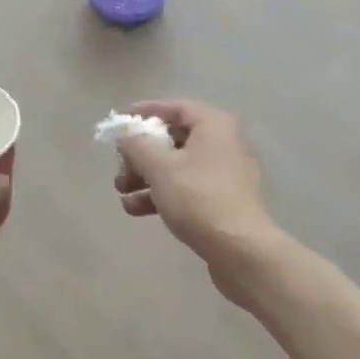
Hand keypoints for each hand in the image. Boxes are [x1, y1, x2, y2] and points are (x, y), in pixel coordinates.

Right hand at [113, 100, 275, 299]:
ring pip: (175, 165)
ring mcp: (222, 174)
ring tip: (121, 192)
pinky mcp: (220, 201)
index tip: (119, 122)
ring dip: (145, 176)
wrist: (240, 251)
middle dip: (140, 153)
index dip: (144, 111)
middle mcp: (222, 144)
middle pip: (172, 138)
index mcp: (213, 125)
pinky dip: (161, 193)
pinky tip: (136, 209)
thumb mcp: (159, 167)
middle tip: (119, 166)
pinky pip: (185, 187)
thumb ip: (136, 144)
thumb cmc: (198, 198)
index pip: (174, 107)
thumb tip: (125, 133)